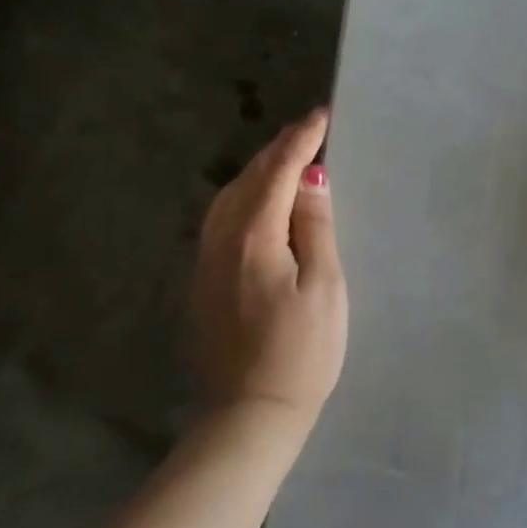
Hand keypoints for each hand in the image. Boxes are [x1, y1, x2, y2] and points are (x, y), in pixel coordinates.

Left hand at [190, 108, 348, 425]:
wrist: (251, 411)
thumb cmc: (302, 351)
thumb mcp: (324, 285)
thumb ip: (314, 226)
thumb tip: (310, 178)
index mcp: (254, 235)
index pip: (278, 172)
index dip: (300, 141)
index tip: (321, 116)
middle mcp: (221, 239)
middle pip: (248, 179)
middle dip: (278, 150)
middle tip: (307, 131)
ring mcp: (206, 260)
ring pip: (229, 197)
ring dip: (259, 172)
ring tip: (287, 158)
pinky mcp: (203, 281)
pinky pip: (222, 220)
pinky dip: (245, 197)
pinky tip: (260, 201)